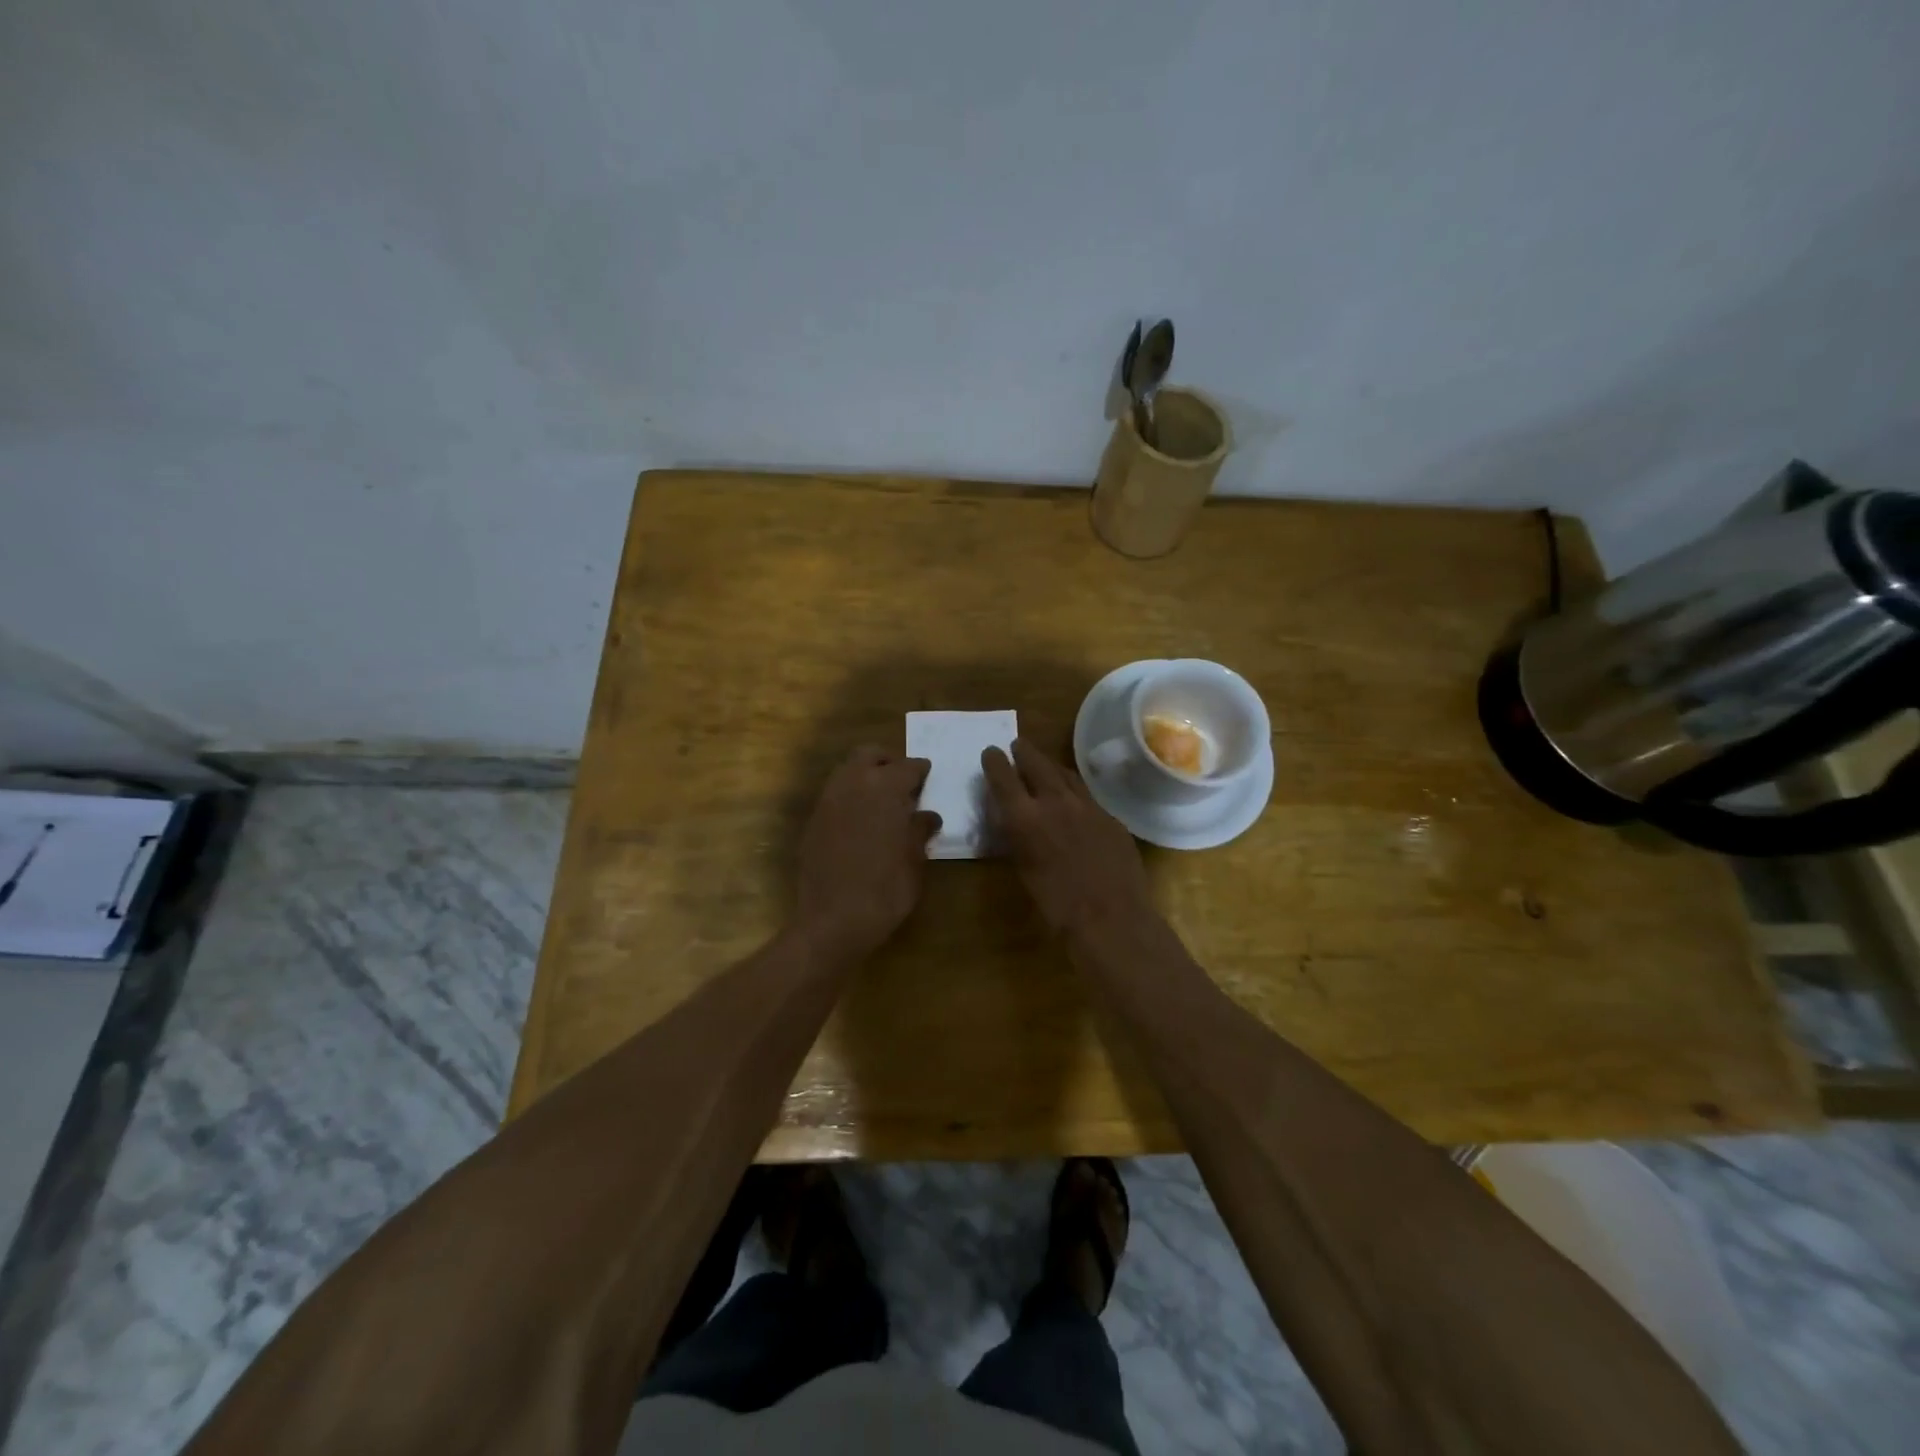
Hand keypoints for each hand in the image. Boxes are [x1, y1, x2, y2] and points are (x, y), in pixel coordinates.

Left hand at [794, 745, 940, 960]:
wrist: (832, 921)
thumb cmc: (885, 890)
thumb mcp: (914, 861)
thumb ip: (919, 831)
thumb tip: (927, 816)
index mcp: (885, 788)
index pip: (908, 766)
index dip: (921, 771)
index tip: (927, 778)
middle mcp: (853, 784)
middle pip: (870, 755)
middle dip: (888, 762)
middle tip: (903, 783)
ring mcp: (828, 800)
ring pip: (847, 771)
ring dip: (865, 777)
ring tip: (882, 802)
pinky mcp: (813, 820)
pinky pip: (834, 795)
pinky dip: (849, 797)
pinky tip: (861, 821)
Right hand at [981, 739, 1154, 939]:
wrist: (1111, 916)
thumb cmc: (1056, 905)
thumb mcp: (1023, 869)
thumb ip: (1015, 837)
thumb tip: (1009, 818)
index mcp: (1025, 817)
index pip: (1003, 776)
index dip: (994, 761)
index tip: (991, 752)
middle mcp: (1055, 801)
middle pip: (1037, 763)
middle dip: (1024, 752)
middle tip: (1017, 745)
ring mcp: (1087, 805)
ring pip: (1065, 774)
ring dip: (1050, 766)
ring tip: (1043, 764)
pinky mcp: (1110, 816)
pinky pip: (1087, 794)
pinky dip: (1073, 789)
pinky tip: (1073, 798)